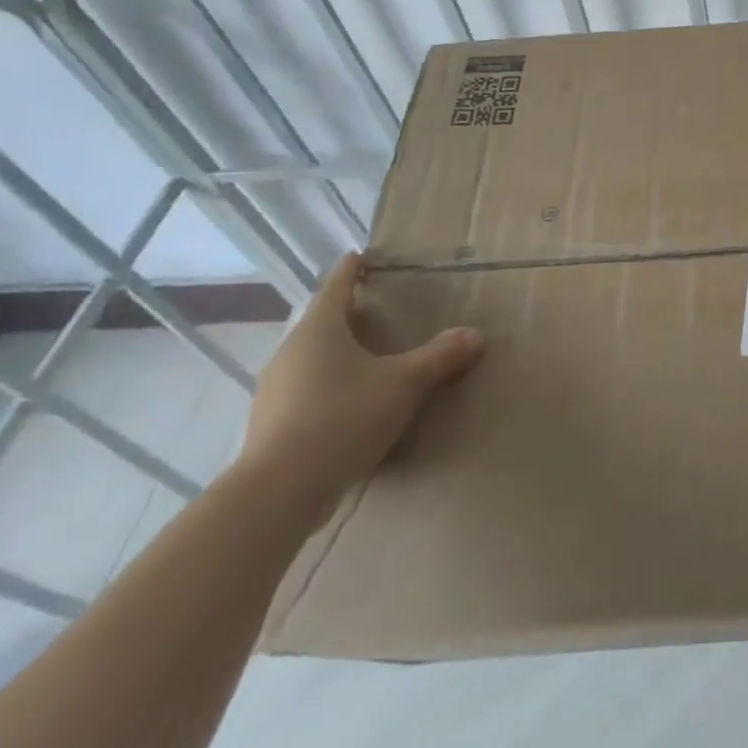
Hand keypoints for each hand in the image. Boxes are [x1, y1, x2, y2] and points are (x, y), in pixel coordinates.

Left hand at [236, 253, 486, 526]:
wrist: (279, 492)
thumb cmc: (342, 417)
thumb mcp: (404, 384)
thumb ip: (440, 357)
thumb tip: (476, 334)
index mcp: (319, 331)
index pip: (335, 287)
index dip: (350, 271)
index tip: (359, 255)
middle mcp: (290, 353)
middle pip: (320, 323)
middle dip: (346, 315)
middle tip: (374, 310)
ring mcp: (274, 391)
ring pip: (310, 360)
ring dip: (336, 355)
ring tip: (365, 360)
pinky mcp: (270, 425)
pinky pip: (304, 392)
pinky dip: (327, 388)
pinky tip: (348, 406)